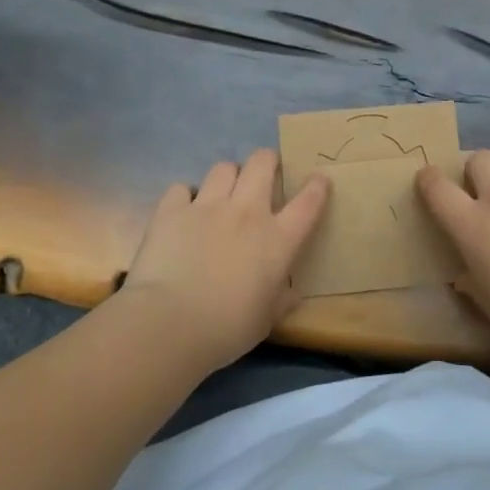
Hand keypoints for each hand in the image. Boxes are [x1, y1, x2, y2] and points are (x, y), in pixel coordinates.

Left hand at [121, 149, 329, 369]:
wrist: (170, 323)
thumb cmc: (227, 328)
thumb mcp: (265, 321)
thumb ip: (280, 301)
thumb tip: (290, 295)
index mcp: (277, 240)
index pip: (307, 203)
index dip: (316, 187)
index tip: (318, 180)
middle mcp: (247, 213)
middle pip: (262, 164)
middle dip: (267, 161)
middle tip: (265, 172)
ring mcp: (207, 207)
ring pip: (223, 168)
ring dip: (228, 177)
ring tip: (222, 191)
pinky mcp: (171, 211)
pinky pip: (181, 189)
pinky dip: (184, 197)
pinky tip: (182, 211)